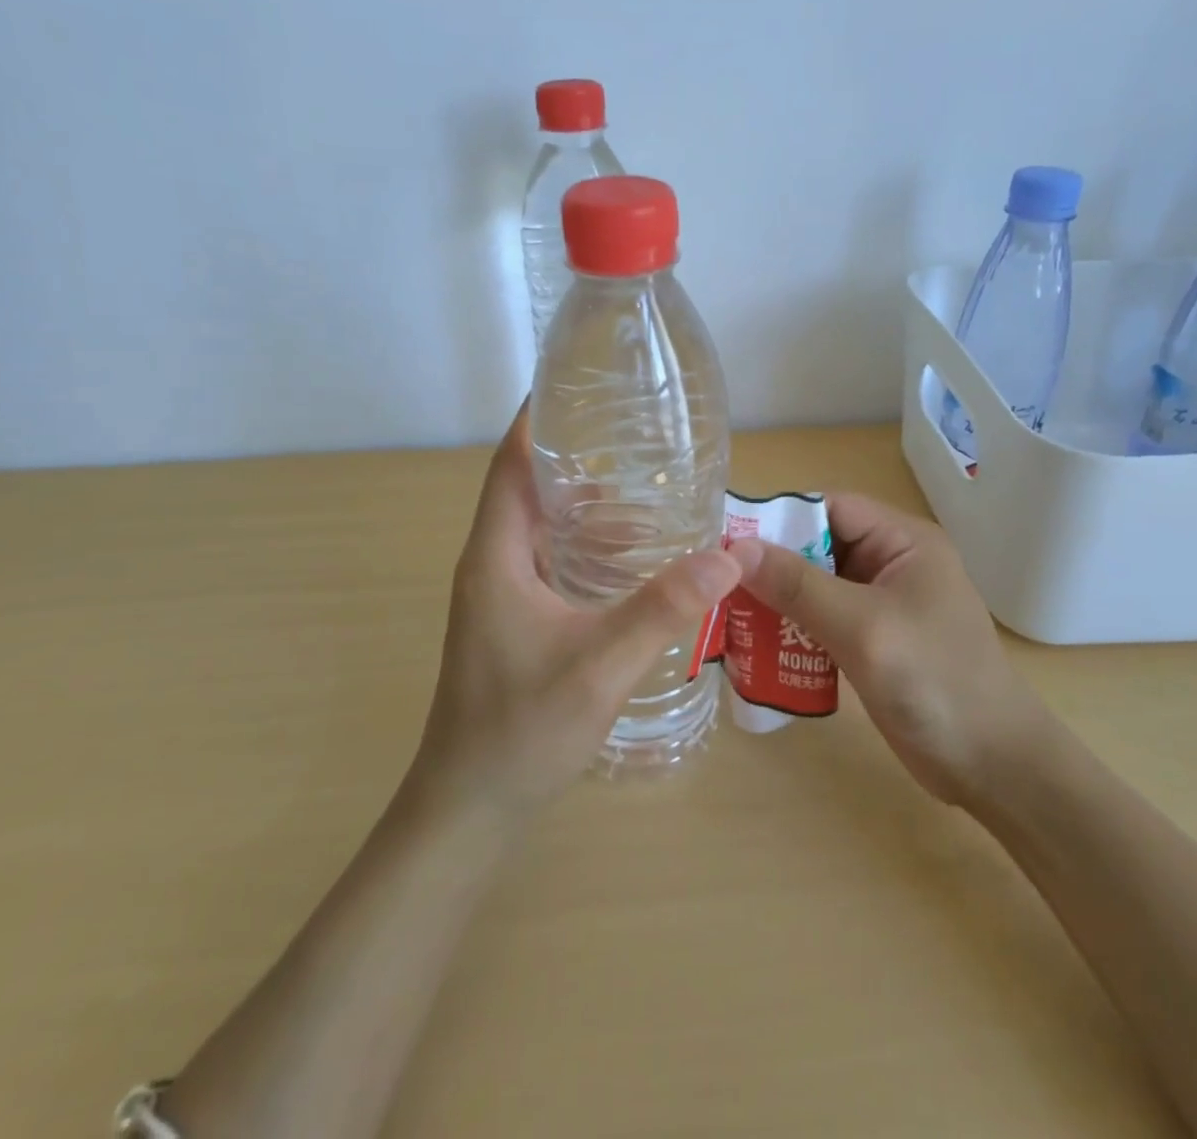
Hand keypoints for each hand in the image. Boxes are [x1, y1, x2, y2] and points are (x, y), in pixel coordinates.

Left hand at [410, 404, 741, 819]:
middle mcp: (492, 565)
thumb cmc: (522, 730)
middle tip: (638, 442)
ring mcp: (500, 596)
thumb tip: (727, 555)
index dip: (537, 421)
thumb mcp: (601, 666)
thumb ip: (664, 608)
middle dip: (578, 462)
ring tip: (647, 497)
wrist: (469, 809)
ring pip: (543, 532)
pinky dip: (586, 551)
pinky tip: (632, 563)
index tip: (578, 387)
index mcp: (497, 556)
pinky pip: (550, 565)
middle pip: (529, 492)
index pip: (510, 465)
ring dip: (587, 512)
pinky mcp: (513, 622)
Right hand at [726, 494, 1049, 806]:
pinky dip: (791, 628)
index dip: (777, 520)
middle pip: (815, 546)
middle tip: (718, 587)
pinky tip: (757, 647)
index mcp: (901, 541)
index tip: (725, 545)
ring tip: (728, 618)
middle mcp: (890, 562)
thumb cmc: (936, 683)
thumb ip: (799, 586)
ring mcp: (881, 603)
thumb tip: (735, 550)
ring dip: (776, 600)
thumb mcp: (864, 628)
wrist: (993, 768)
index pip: (827, 508)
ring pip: (813, 585)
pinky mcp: (872, 639)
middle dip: (770, 566)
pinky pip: (820, 619)